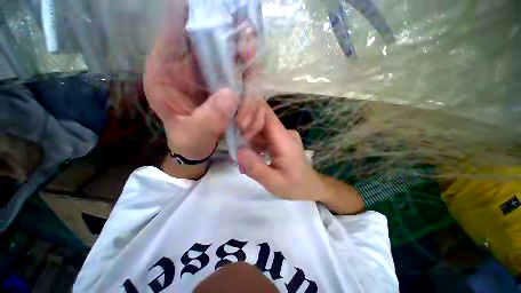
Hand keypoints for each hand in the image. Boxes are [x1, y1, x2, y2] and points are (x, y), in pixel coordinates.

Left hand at [144, 0, 260, 159]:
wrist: (197, 149)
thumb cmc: (188, 141)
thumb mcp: (192, 134)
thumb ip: (208, 118)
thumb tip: (232, 95)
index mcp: (168, 71)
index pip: (175, 29)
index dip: (191, 13)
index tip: (213, 9)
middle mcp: (192, 68)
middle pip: (216, 41)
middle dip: (236, 44)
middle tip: (248, 50)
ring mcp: (215, 78)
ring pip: (239, 64)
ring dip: (250, 82)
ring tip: (246, 117)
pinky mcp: (230, 89)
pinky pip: (248, 85)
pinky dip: (253, 100)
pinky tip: (248, 122)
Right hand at [235, 98, 323, 200]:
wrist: (311, 187)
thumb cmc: (295, 186)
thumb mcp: (274, 183)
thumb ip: (256, 168)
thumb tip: (238, 151)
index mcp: (285, 140)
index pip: (266, 114)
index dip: (249, 112)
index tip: (238, 127)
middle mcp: (284, 133)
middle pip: (261, 120)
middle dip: (246, 131)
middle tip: (239, 150)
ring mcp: (283, 136)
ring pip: (260, 129)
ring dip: (249, 140)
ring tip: (244, 160)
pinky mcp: (280, 141)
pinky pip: (264, 137)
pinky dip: (254, 145)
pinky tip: (251, 158)